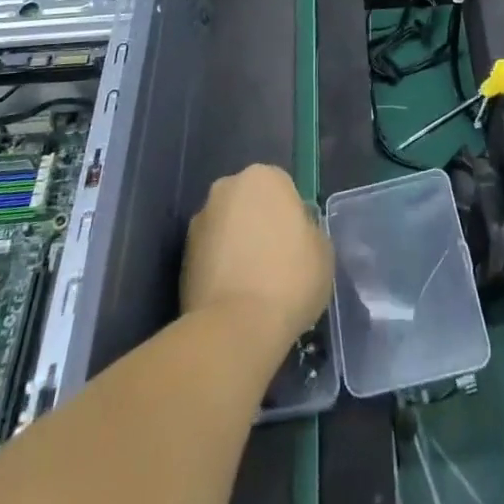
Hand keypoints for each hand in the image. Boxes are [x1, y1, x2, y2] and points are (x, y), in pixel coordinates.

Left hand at [182, 164, 333, 346]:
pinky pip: (210, 256)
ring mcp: (200, 220)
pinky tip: (233, 297)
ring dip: (237, 246)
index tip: (297, 246)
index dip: (291, 218)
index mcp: (263, 176)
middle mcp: (227, 187)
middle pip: (249, 203)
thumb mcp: (322, 251)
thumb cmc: (289, 279)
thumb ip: (308, 230)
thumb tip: (294, 234)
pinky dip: (220, 269)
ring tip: (252, 286)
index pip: (282, 188)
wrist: (235, 327)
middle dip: (259, 224)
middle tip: (275, 261)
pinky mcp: (181, 255)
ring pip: (227, 228)